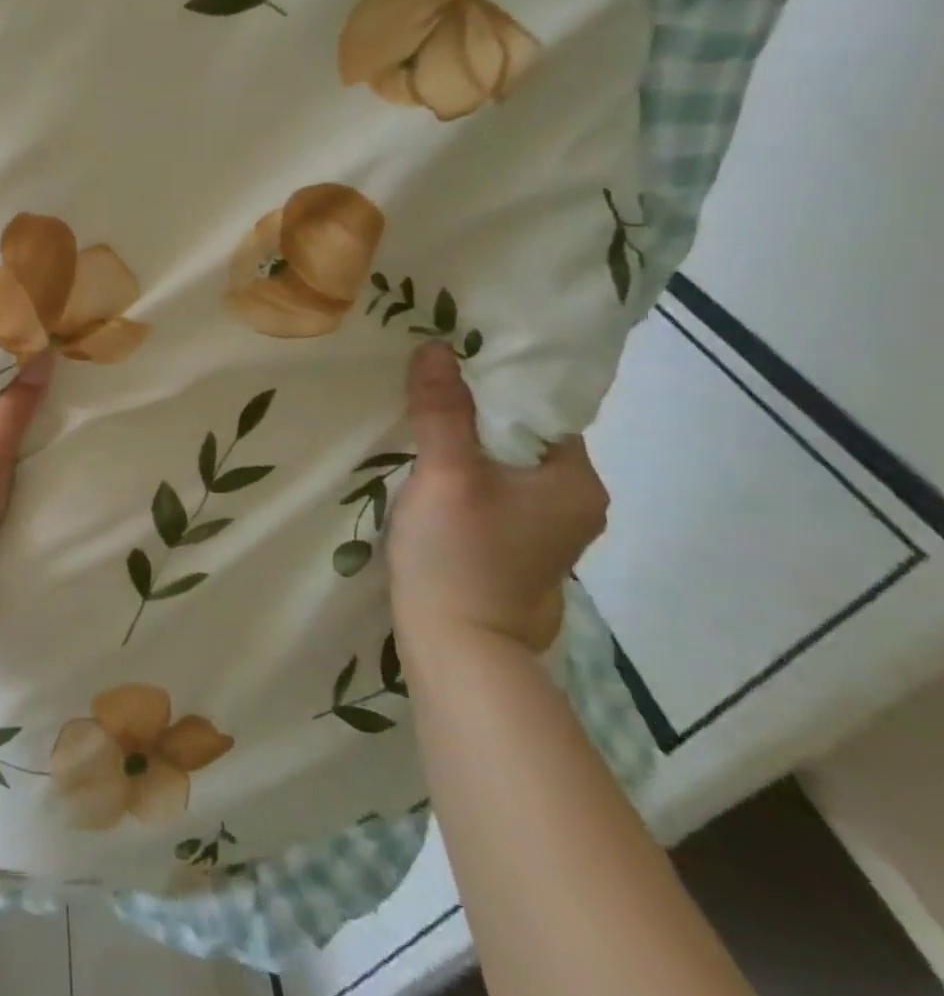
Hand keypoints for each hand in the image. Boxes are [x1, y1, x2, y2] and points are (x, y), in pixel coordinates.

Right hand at [387, 342, 608, 652]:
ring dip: (465, 444)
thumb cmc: (460, 555)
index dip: (493, 384)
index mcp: (577, 482)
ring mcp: (547, 531)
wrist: (459, 648)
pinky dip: (465, 474)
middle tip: (422, 389)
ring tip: (418, 423)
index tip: (445, 367)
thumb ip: (443, 410)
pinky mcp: (517, 548)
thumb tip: (435, 347)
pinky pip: (494, 491)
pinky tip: (429, 472)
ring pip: (504, 465)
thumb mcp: (447, 474)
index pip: (540, 411)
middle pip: (521, 437)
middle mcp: (576, 503)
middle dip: (474, 412)